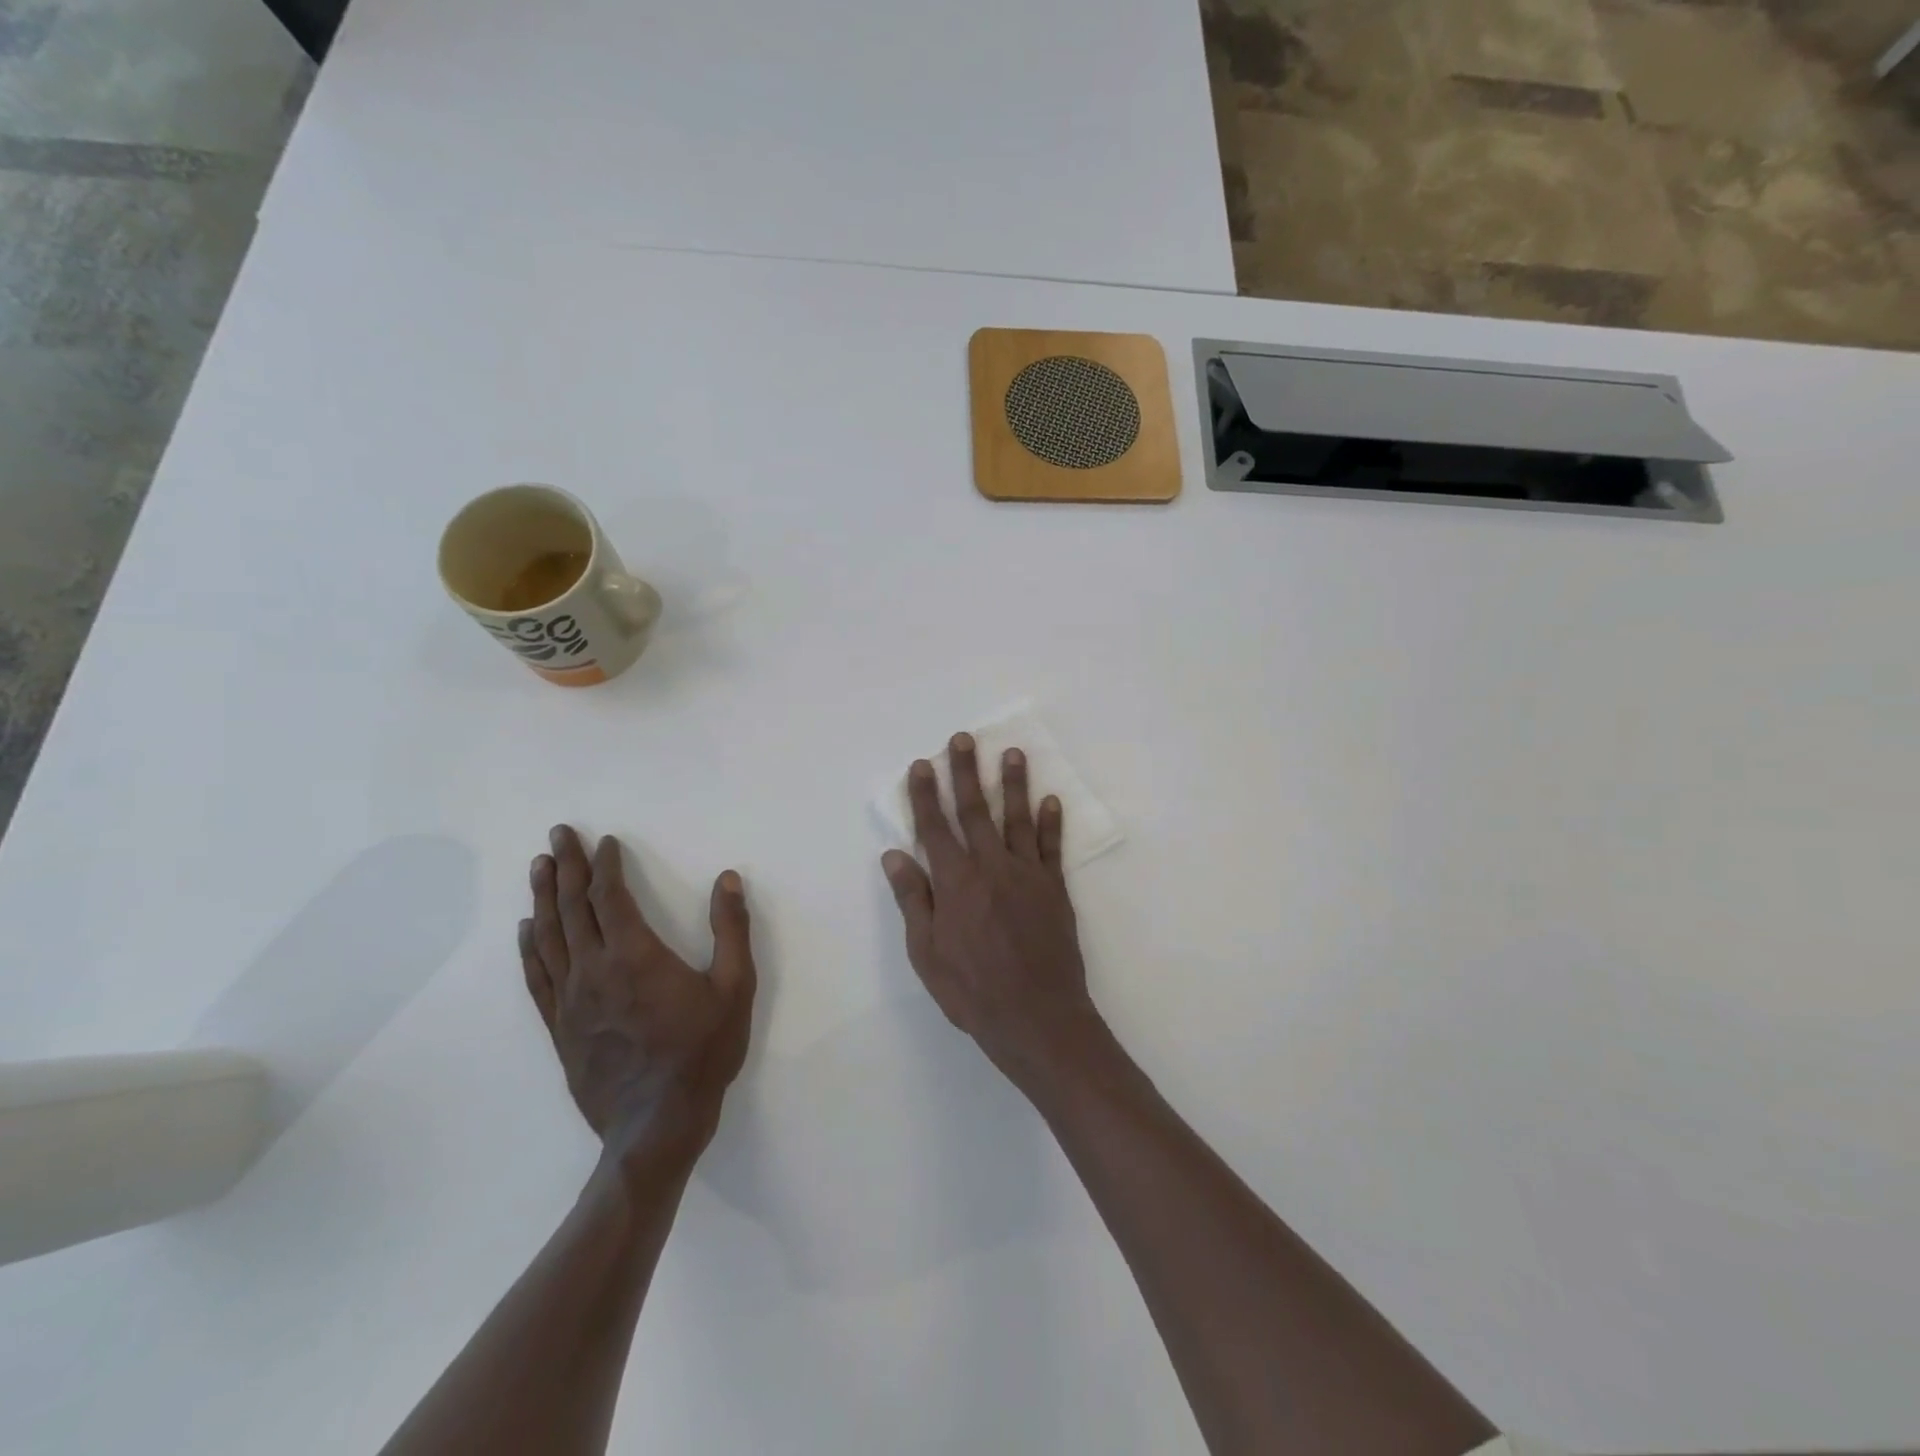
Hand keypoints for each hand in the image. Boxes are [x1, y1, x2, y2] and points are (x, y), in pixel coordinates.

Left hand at [521, 826, 756, 1166]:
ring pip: (548, 937)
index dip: (606, 866)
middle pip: (572, 908)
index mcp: (635, 955)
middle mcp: (594, 970)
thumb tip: (727, 880)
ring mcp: (571, 1000)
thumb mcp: (735, 988)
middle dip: (566, 867)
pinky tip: (524, 930)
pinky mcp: (559, 1027)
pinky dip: (528, 948)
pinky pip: (537, 978)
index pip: (610, 897)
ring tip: (537, 867)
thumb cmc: (702, 1052)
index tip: (605, 841)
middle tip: (557, 835)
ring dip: (541, 898)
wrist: (657, 1124)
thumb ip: (731, 930)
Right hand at [882, 734, 1104, 1090]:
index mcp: (955, 883)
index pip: (935, 828)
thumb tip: (895, 854)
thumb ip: (914, 900)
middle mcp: (990, 867)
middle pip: (975, 811)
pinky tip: (1051, 800)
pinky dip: (1051, 823)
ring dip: (1013, 784)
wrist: (1037, 1017)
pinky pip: (1051, 848)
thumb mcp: (926, 953)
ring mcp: (1026, 875)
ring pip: (1016, 819)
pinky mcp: (1054, 889)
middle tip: (963, 739)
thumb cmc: (972, 991)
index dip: (925, 795)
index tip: (921, 765)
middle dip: (965, 772)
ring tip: (1012, 753)